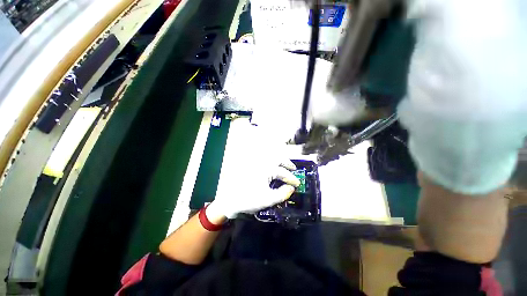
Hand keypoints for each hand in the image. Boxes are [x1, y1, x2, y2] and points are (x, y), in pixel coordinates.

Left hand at [208, 121, 300, 218]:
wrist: (229, 199)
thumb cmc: (248, 200)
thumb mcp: (268, 199)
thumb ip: (282, 194)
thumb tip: (291, 188)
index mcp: (267, 169)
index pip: (283, 173)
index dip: (292, 178)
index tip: (297, 183)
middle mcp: (262, 162)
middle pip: (278, 158)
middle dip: (287, 163)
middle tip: (293, 169)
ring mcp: (256, 162)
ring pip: (271, 156)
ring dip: (279, 159)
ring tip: (284, 165)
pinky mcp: (251, 164)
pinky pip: (263, 158)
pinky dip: (271, 159)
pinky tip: (273, 165)